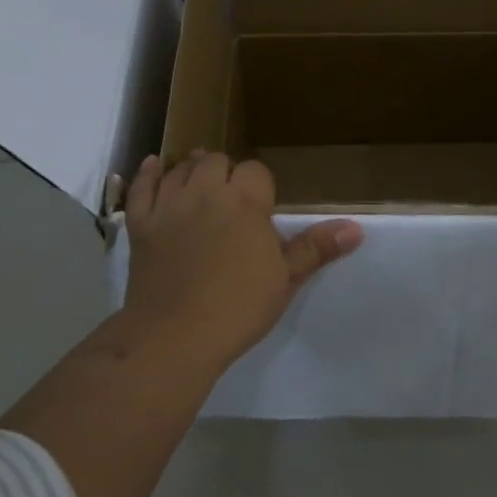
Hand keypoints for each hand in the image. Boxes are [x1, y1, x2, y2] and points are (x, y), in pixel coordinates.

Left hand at [121, 151, 362, 362]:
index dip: (260, 186)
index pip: (255, 170)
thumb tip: (355, 228)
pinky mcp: (141, 223)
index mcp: (245, 201)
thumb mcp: (285, 278)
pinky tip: (156, 166)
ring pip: (181, 168)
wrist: (176, 335)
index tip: (262, 209)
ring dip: (193, 170)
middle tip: (233, 200)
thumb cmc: (238, 306)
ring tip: (202, 183)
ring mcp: (169, 205)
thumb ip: (316, 248)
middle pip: (216, 161)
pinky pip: (142, 187)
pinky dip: (148, 174)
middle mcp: (206, 191)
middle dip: (226, 173)